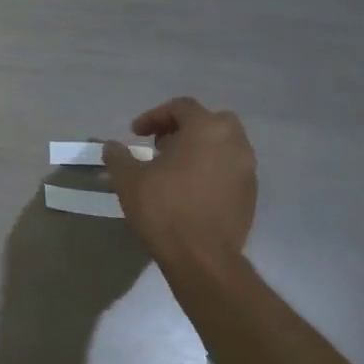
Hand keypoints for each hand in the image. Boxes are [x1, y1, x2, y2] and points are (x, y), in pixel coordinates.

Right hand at [104, 97, 256, 264]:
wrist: (201, 256)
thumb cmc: (163, 209)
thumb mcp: (128, 179)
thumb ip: (118, 156)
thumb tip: (112, 146)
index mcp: (206, 130)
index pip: (181, 107)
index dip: (153, 116)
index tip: (135, 134)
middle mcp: (234, 143)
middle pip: (210, 121)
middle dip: (183, 128)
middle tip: (160, 146)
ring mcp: (248, 169)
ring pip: (223, 145)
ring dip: (199, 149)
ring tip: (173, 170)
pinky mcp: (251, 194)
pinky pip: (229, 169)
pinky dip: (211, 170)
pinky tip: (189, 190)